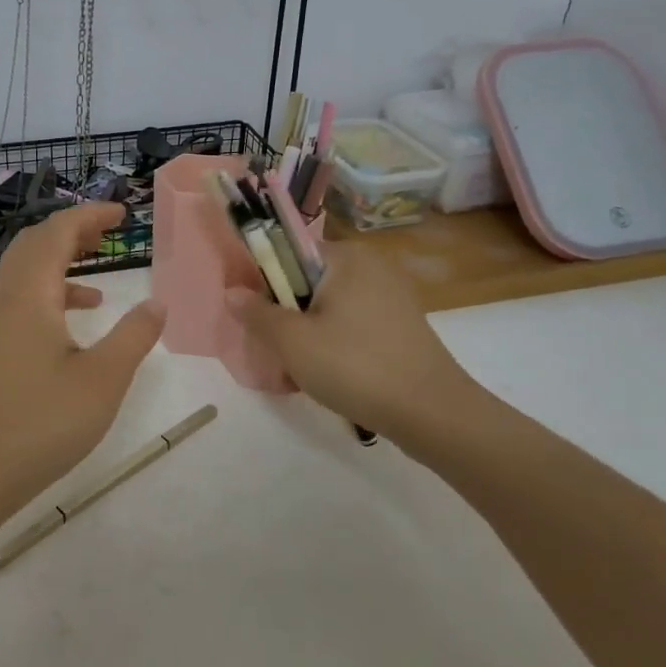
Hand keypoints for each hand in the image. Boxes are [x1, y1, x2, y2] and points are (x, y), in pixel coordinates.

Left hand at [0, 204, 165, 523]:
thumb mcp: (102, 380)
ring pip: (22, 272)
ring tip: (98, 271)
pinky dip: (46, 294)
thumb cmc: (39, 424)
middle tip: (108, 231)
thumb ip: (134, 336)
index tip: (122, 213)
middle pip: (34, 243)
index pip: (57, 231)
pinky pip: (16, 300)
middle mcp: (2, 297)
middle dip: (72, 230)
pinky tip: (72, 323)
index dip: (90, 215)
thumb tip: (157, 302)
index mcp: (28, 293)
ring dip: (58, 261)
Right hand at [228, 239, 487, 452]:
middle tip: (276, 352)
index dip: (264, 282)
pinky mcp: (401, 326)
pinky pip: (352, 326)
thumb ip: (257, 313)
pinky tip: (328, 378)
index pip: (289, 253)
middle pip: (307, 283)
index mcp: (346, 257)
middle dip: (286, 316)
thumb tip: (232, 291)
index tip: (256, 317)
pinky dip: (334, 345)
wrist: (433, 414)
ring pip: (328, 308)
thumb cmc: (355, 366)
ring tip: (298, 372)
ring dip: (307, 335)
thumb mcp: (292, 342)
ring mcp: (391, 297)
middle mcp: (371, 267)